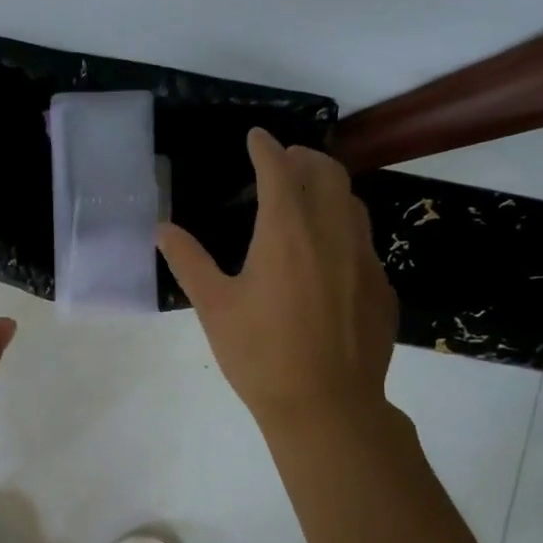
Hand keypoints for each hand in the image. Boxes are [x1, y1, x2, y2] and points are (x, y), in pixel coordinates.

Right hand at [157, 129, 397, 437]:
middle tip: (282, 162)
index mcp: (286, 232)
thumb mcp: (214, 307)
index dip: (265, 148)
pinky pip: (362, 239)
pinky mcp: (380, 286)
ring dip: (328, 188)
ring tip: (305, 199)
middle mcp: (331, 233)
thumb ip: (188, 261)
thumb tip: (162, 228)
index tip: (256, 136)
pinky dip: (342, 227)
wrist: (326, 406)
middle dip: (304, 158)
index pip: (278, 170)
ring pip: (352, 202)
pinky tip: (325, 255)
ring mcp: (363, 259)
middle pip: (326, 173)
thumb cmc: (260, 355)